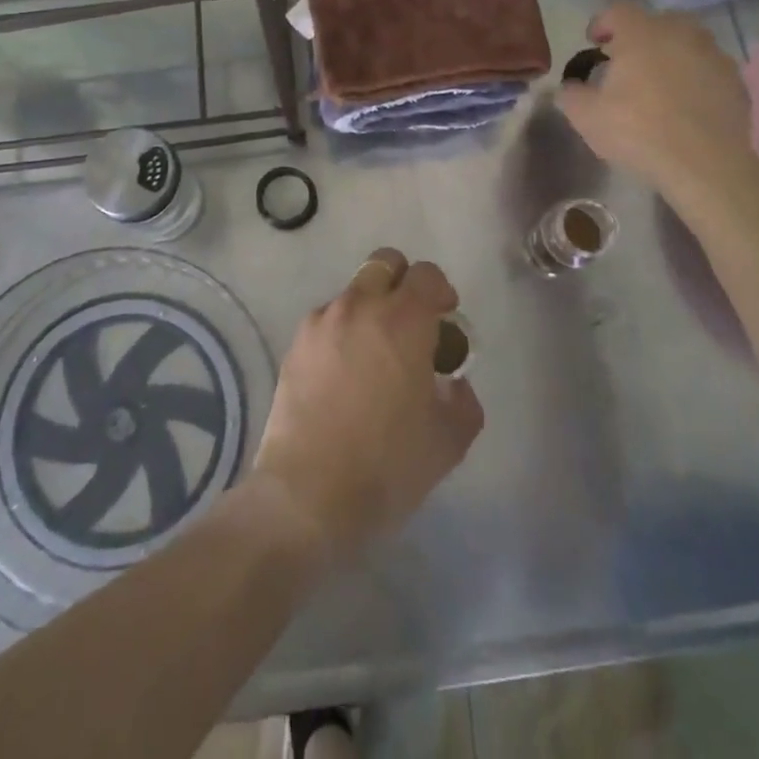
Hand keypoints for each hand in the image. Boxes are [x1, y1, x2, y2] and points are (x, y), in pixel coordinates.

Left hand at [252, 248, 483, 558]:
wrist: (306, 495)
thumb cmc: (386, 466)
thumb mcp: (448, 441)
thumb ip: (463, 400)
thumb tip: (453, 382)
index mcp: (403, 320)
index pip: (426, 274)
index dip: (440, 290)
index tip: (445, 318)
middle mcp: (360, 306)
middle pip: (384, 263)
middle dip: (403, 282)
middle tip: (411, 323)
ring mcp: (322, 322)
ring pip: (353, 292)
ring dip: (370, 309)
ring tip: (373, 355)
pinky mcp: (295, 344)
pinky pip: (327, 320)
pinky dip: (341, 332)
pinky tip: (343, 375)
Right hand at [555, 1, 757, 212]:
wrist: (705, 164)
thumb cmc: (638, 131)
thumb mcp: (586, 117)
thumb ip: (571, 94)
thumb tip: (569, 87)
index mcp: (642, 33)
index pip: (618, 10)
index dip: (602, 22)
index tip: (594, 42)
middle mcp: (681, 33)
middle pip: (658, 20)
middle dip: (640, 35)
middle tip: (627, 60)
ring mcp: (714, 55)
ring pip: (688, 42)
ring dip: (671, 54)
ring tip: (659, 82)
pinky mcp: (736, 81)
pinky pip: (709, 68)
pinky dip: (695, 77)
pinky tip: (686, 103)